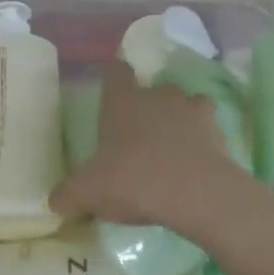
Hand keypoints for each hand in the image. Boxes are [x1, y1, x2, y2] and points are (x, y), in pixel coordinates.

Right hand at [51, 59, 253, 237]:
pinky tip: (194, 165)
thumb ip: (68, 195)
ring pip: (185, 105)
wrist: (197, 194)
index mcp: (123, 100)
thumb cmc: (134, 180)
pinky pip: (208, 131)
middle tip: (138, 137)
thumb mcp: (88, 193)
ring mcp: (192, 111)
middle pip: (153, 89)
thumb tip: (54, 202)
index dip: (114, 81)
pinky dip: (202, 143)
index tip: (112, 96)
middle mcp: (158, 96)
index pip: (116, 72)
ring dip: (179, 121)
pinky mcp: (219, 133)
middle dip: (148, 107)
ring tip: (171, 149)